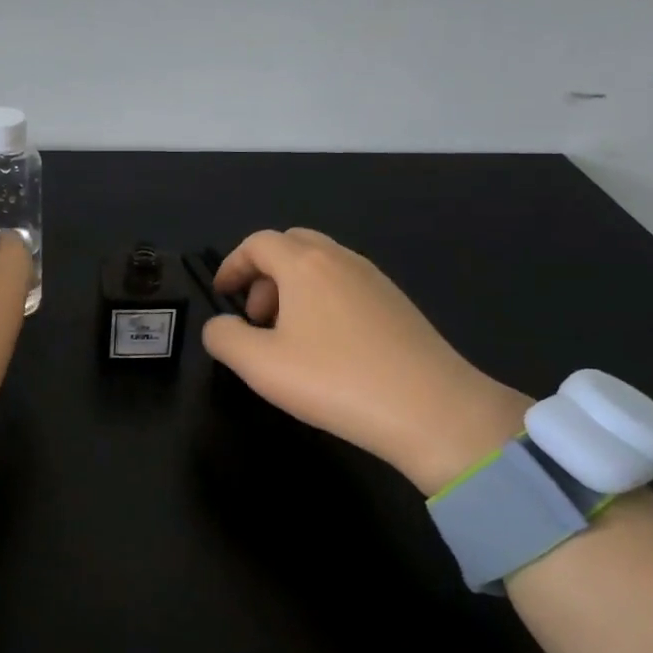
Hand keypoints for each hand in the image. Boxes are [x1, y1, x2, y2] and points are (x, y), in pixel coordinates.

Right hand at [201, 229, 531, 494]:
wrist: (432, 408)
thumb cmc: (335, 380)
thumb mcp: (260, 365)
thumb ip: (224, 339)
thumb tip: (219, 326)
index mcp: (304, 264)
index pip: (258, 243)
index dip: (233, 266)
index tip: (222, 296)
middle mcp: (340, 259)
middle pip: (291, 245)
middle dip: (264, 273)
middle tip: (256, 316)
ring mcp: (374, 279)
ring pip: (321, 264)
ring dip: (294, 288)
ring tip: (288, 336)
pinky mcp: (397, 302)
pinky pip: (346, 284)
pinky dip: (323, 299)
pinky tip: (328, 346)